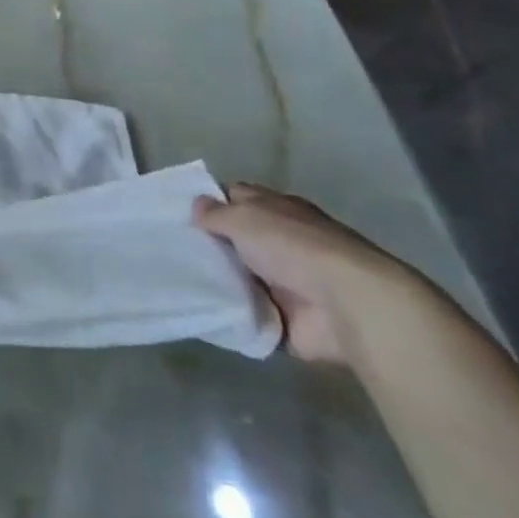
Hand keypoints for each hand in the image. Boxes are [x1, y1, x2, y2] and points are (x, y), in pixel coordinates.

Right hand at [195, 183, 417, 363]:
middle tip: (170, 249)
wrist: (348, 306)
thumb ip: (215, 214)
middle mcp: (282, 242)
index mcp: (277, 210)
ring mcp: (285, 282)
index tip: (178, 214)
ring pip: (238, 276)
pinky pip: (246, 314)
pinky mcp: (285, 319)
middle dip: (208, 245)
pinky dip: (228, 314)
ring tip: (175, 281)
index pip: (236, 197)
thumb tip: (197, 207)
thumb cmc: (294, 248)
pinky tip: (197, 310)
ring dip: (216, 281)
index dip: (209, 203)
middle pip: (235, 239)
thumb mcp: (244, 218)